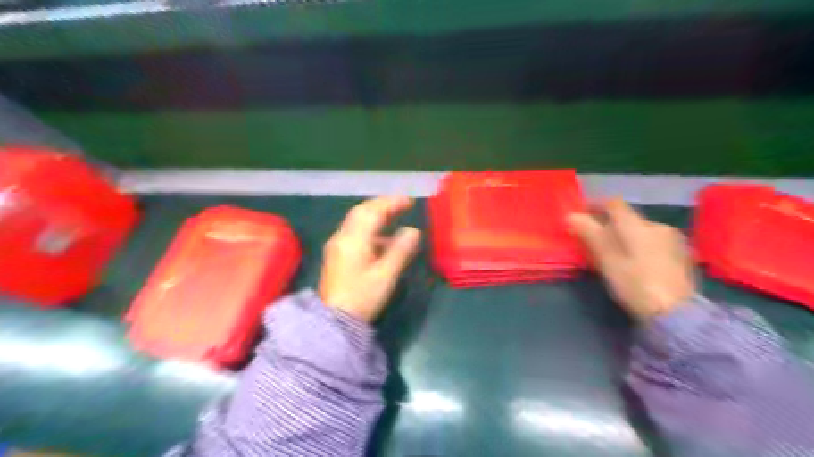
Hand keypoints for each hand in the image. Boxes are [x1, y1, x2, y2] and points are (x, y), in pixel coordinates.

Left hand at [315, 194, 419, 320]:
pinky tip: (382, 239)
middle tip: (402, 204)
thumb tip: (413, 231)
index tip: (409, 201)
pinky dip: (369, 229)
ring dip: (375, 216)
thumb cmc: (362, 297)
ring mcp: (337, 245)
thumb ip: (400, 250)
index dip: (391, 203)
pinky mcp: (337, 255)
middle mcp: (342, 237)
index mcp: (354, 239)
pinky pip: (354, 233)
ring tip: (395, 217)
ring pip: (357, 221)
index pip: (373, 212)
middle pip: (362, 212)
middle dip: (382, 205)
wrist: (334, 320)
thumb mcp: (386, 275)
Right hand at [567, 198, 696, 320]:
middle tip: (595, 239)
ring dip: (626, 236)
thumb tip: (571, 215)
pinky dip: (641, 246)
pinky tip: (637, 263)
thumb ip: (589, 234)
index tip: (582, 214)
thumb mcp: (606, 260)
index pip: (613, 204)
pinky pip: (655, 242)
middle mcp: (656, 225)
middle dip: (609, 224)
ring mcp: (673, 239)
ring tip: (615, 254)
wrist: (677, 312)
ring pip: (642, 230)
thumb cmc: (634, 283)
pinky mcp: (682, 254)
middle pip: (627, 218)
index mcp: (636, 225)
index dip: (595, 205)